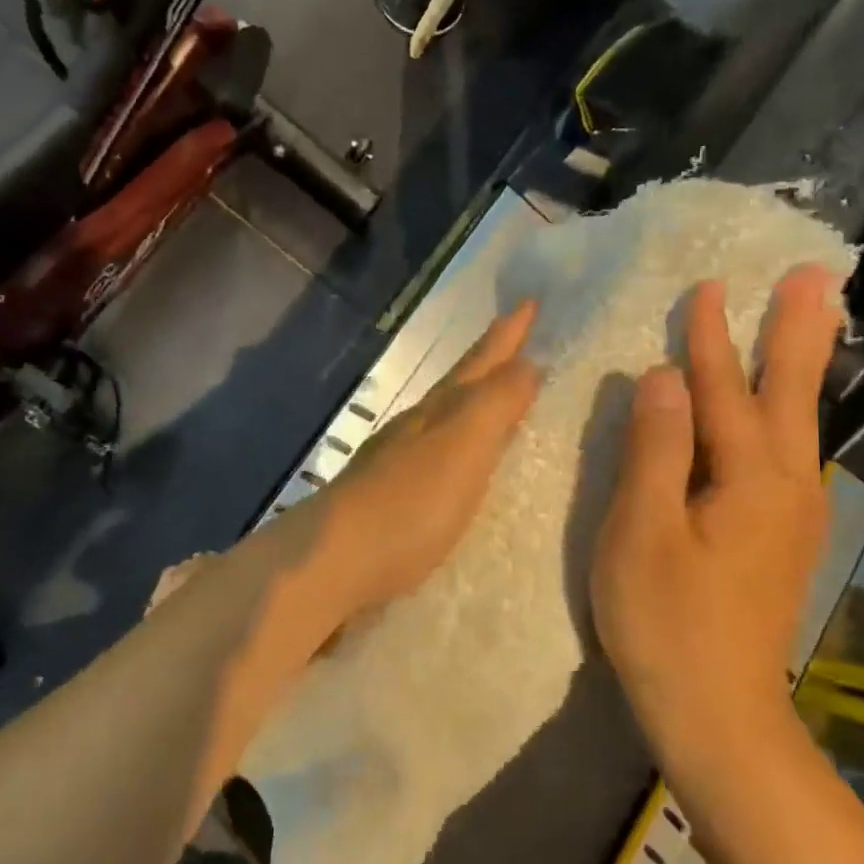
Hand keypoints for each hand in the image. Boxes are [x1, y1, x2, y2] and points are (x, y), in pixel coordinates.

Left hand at [313, 301, 541, 618]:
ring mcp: (395, 460)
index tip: (530, 302)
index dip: (507, 335)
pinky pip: (433, 452)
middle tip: (515, 333)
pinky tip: (455, 458)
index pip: (480, 363)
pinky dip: (454, 441)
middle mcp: (415, 427)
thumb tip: (527, 363)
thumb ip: (494, 405)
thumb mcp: (462, 448)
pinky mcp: (388, 497)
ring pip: (442, 414)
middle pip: (458, 383)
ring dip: (471, 397)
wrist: (333, 561)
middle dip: (489, 357)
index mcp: (437, 411)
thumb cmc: (409, 505)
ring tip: (492, 391)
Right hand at [591, 266, 843, 766]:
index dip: (711, 339)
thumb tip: (662, 376)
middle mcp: (787, 487)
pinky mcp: (784, 538)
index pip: (724, 391)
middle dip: (796, 333)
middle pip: (792, 395)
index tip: (708, 285)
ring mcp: (794, 516)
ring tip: (813, 324)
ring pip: (801, 424)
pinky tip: (787, 414)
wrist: (718, 714)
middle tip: (813, 276)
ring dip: (802, 368)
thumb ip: (654, 449)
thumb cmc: (665, 622)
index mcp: (749, 480)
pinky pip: (792, 454)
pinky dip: (792, 414)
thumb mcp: (642, 531)